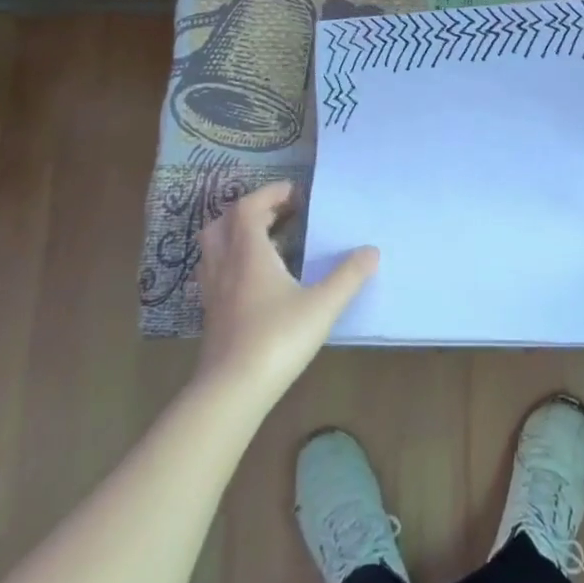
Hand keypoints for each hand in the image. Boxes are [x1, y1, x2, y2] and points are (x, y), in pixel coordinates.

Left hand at [195, 182, 377, 409]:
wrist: (231, 391)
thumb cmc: (277, 338)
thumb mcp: (322, 305)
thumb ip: (348, 276)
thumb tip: (372, 251)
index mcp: (248, 252)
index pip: (249, 207)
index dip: (269, 193)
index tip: (295, 192)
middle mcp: (225, 264)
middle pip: (224, 222)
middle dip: (251, 210)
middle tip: (280, 213)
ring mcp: (213, 290)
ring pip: (214, 247)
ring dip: (237, 234)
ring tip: (267, 241)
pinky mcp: (211, 314)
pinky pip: (216, 271)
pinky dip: (232, 261)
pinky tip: (255, 279)